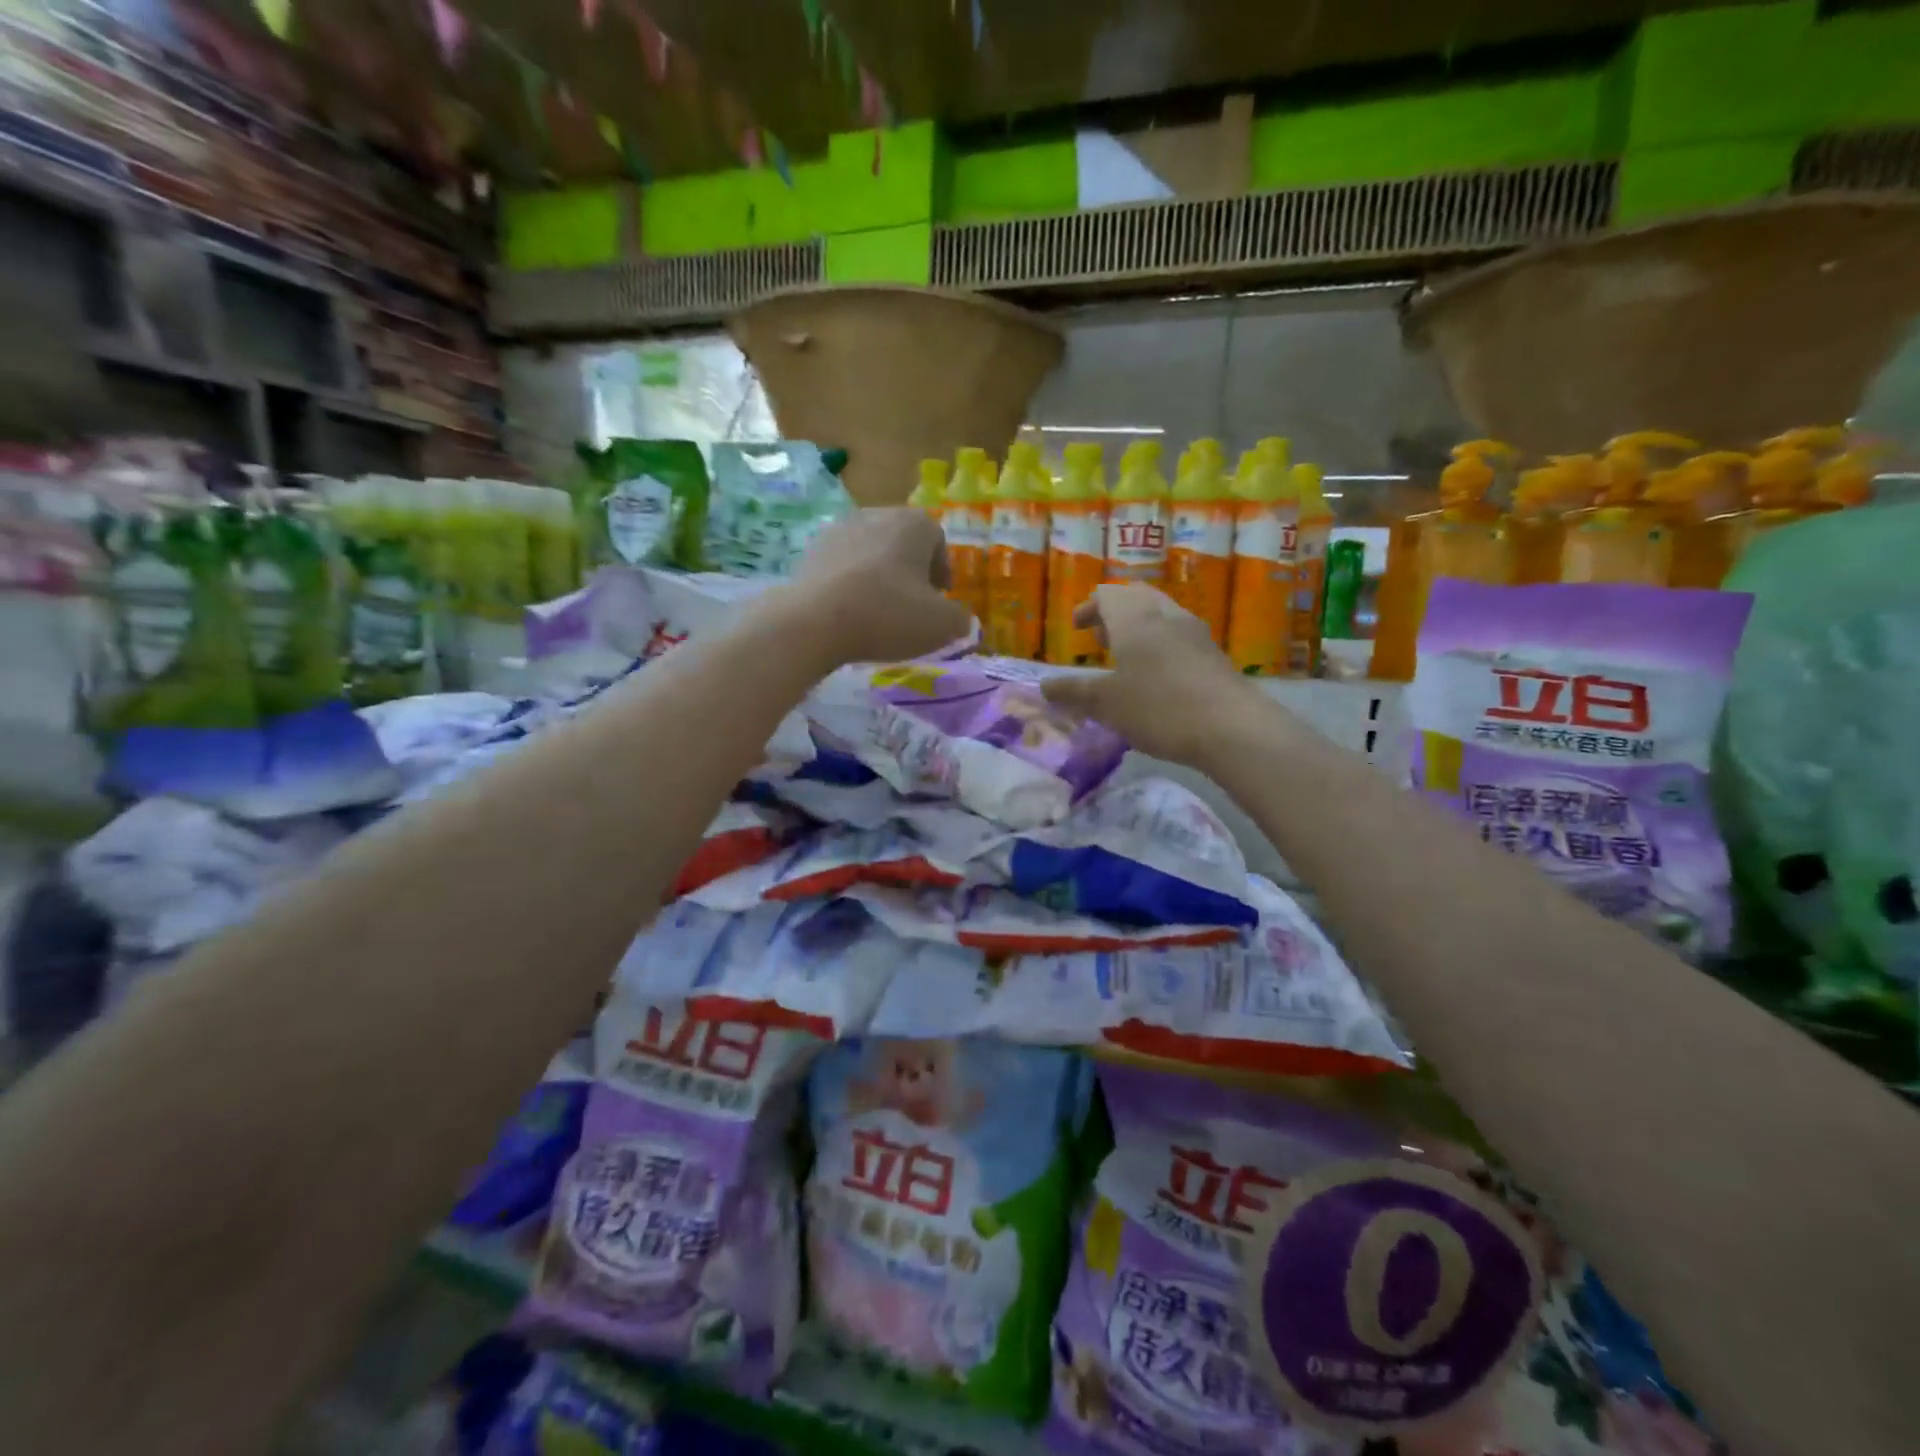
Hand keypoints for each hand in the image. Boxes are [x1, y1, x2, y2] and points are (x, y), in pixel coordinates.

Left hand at [785, 508, 972, 664]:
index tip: (939, 598)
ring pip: (870, 552)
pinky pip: (842, 566)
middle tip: (912, 604)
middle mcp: (876, 515)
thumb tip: (958, 619)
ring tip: (878, 610)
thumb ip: (961, 619)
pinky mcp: (810, 551)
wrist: (814, 622)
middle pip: (902, 541)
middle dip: (910, 569)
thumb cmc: (888, 615)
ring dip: (879, 575)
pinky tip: (849, 612)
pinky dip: (850, 583)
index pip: (937, 539)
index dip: (942, 569)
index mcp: (914, 524)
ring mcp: (838, 530)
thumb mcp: (943, 625)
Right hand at [1040, 585, 1256, 763]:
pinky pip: (1179, 636)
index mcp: (1134, 618)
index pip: (1107, 594)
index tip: (1077, 627)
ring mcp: (1194, 632)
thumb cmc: (1159, 707)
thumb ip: (1073, 692)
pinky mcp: (1213, 654)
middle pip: (1137, 598)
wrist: (1231, 727)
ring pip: (1161, 615)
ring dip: (1139, 628)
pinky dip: (1160, 644)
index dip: (1089, 608)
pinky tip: (1157, 676)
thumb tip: (1045, 685)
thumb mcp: (1106, 704)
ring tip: (1126, 657)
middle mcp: (1165, 615)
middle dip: (1115, 614)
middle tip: (1100, 638)